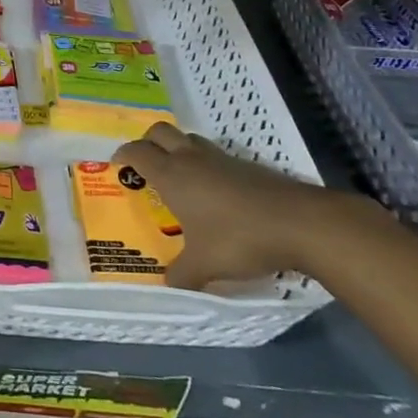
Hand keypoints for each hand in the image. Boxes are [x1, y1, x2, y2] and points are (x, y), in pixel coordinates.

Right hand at [112, 121, 336, 288]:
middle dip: (147, 141)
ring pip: (189, 139)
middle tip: (145, 163)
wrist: (300, 223)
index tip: (117, 164)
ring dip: (178, 148)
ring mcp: (221, 159)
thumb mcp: (204, 266)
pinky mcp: (246, 165)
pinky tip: (214, 191)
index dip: (124, 155)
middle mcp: (191, 159)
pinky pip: (215, 155)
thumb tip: (168, 285)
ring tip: (178, 175)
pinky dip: (205, 164)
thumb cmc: (239, 239)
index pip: (138, 152)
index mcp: (172, 175)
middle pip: (160, 131)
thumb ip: (182, 275)